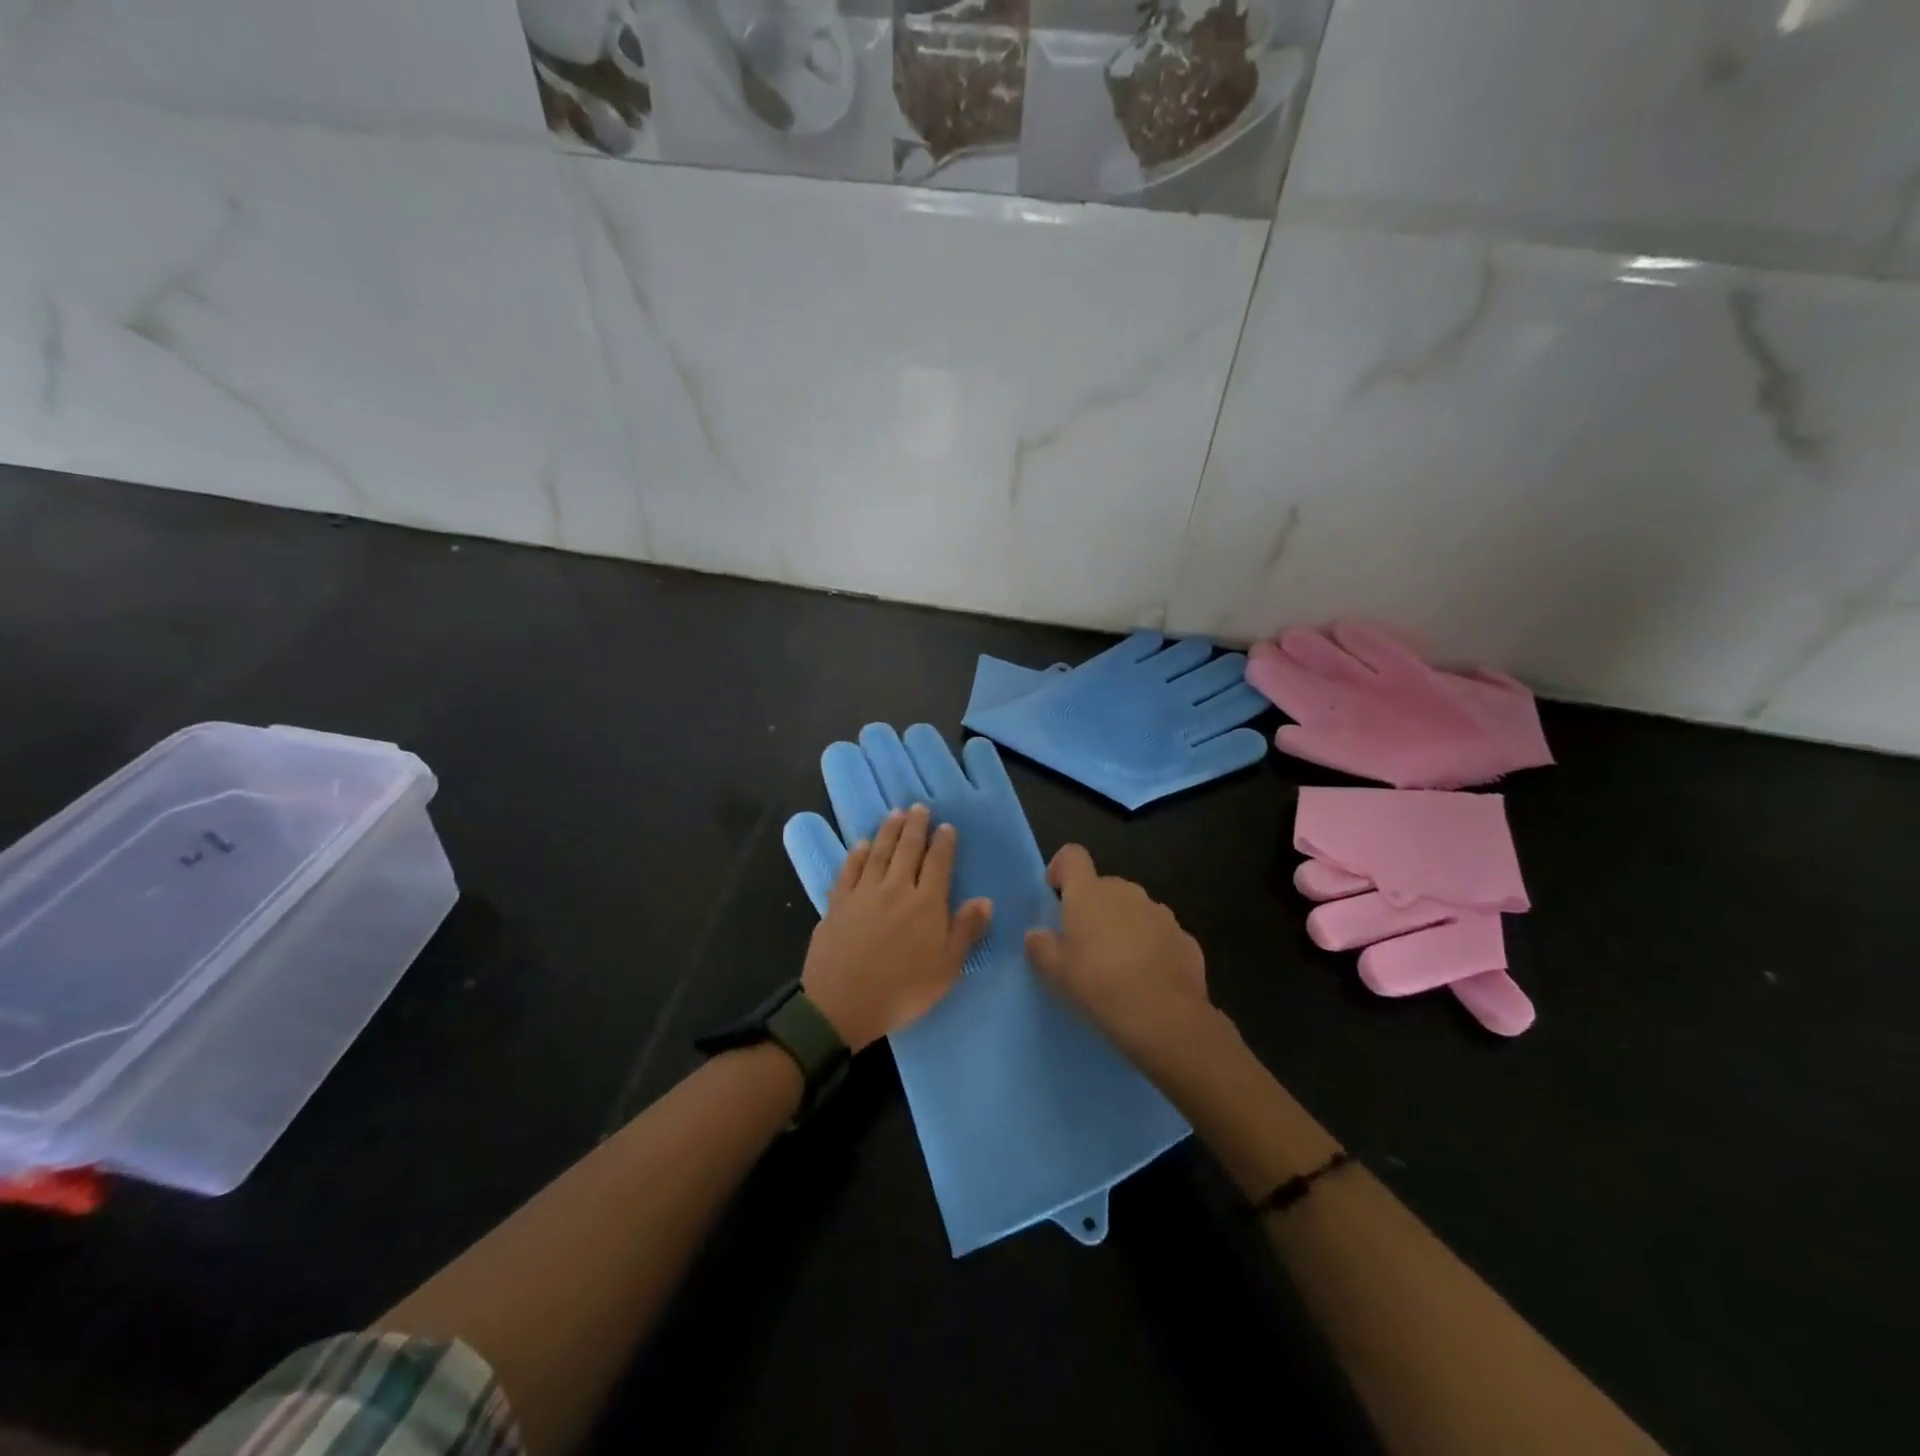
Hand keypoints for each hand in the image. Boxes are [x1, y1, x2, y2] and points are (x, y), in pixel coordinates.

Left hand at [801, 804, 991, 1051]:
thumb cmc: (902, 991)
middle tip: (919, 807)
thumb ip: (965, 931)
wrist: (842, 1004)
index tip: (947, 826)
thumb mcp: (946, 968)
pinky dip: (857, 854)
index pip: (938, 864)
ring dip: (888, 831)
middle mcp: (896, 888)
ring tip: (895, 813)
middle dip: (916, 827)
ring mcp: (864, 893)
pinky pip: (849, 870)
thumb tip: (984, 900)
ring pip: (879, 853)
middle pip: (907, 849)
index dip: (944, 843)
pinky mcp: (838, 903)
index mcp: (926, 903)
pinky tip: (862, 844)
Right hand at [1023, 844, 1213, 1072]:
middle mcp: (1126, 892)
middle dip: (1093, 907)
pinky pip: (1158, 934)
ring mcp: (1159, 912)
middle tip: (1083, 945)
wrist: (1165, 1017)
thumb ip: (1041, 947)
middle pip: (1103, 886)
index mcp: (1090, 893)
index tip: (1055, 894)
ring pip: (1133, 910)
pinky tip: (1147, 979)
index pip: (1072, 856)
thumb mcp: (1056, 973)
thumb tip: (1037, 934)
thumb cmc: (1099, 985)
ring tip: (1117, 966)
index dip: (1061, 868)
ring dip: (1123, 926)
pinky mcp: (1184, 937)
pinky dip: (1149, 947)